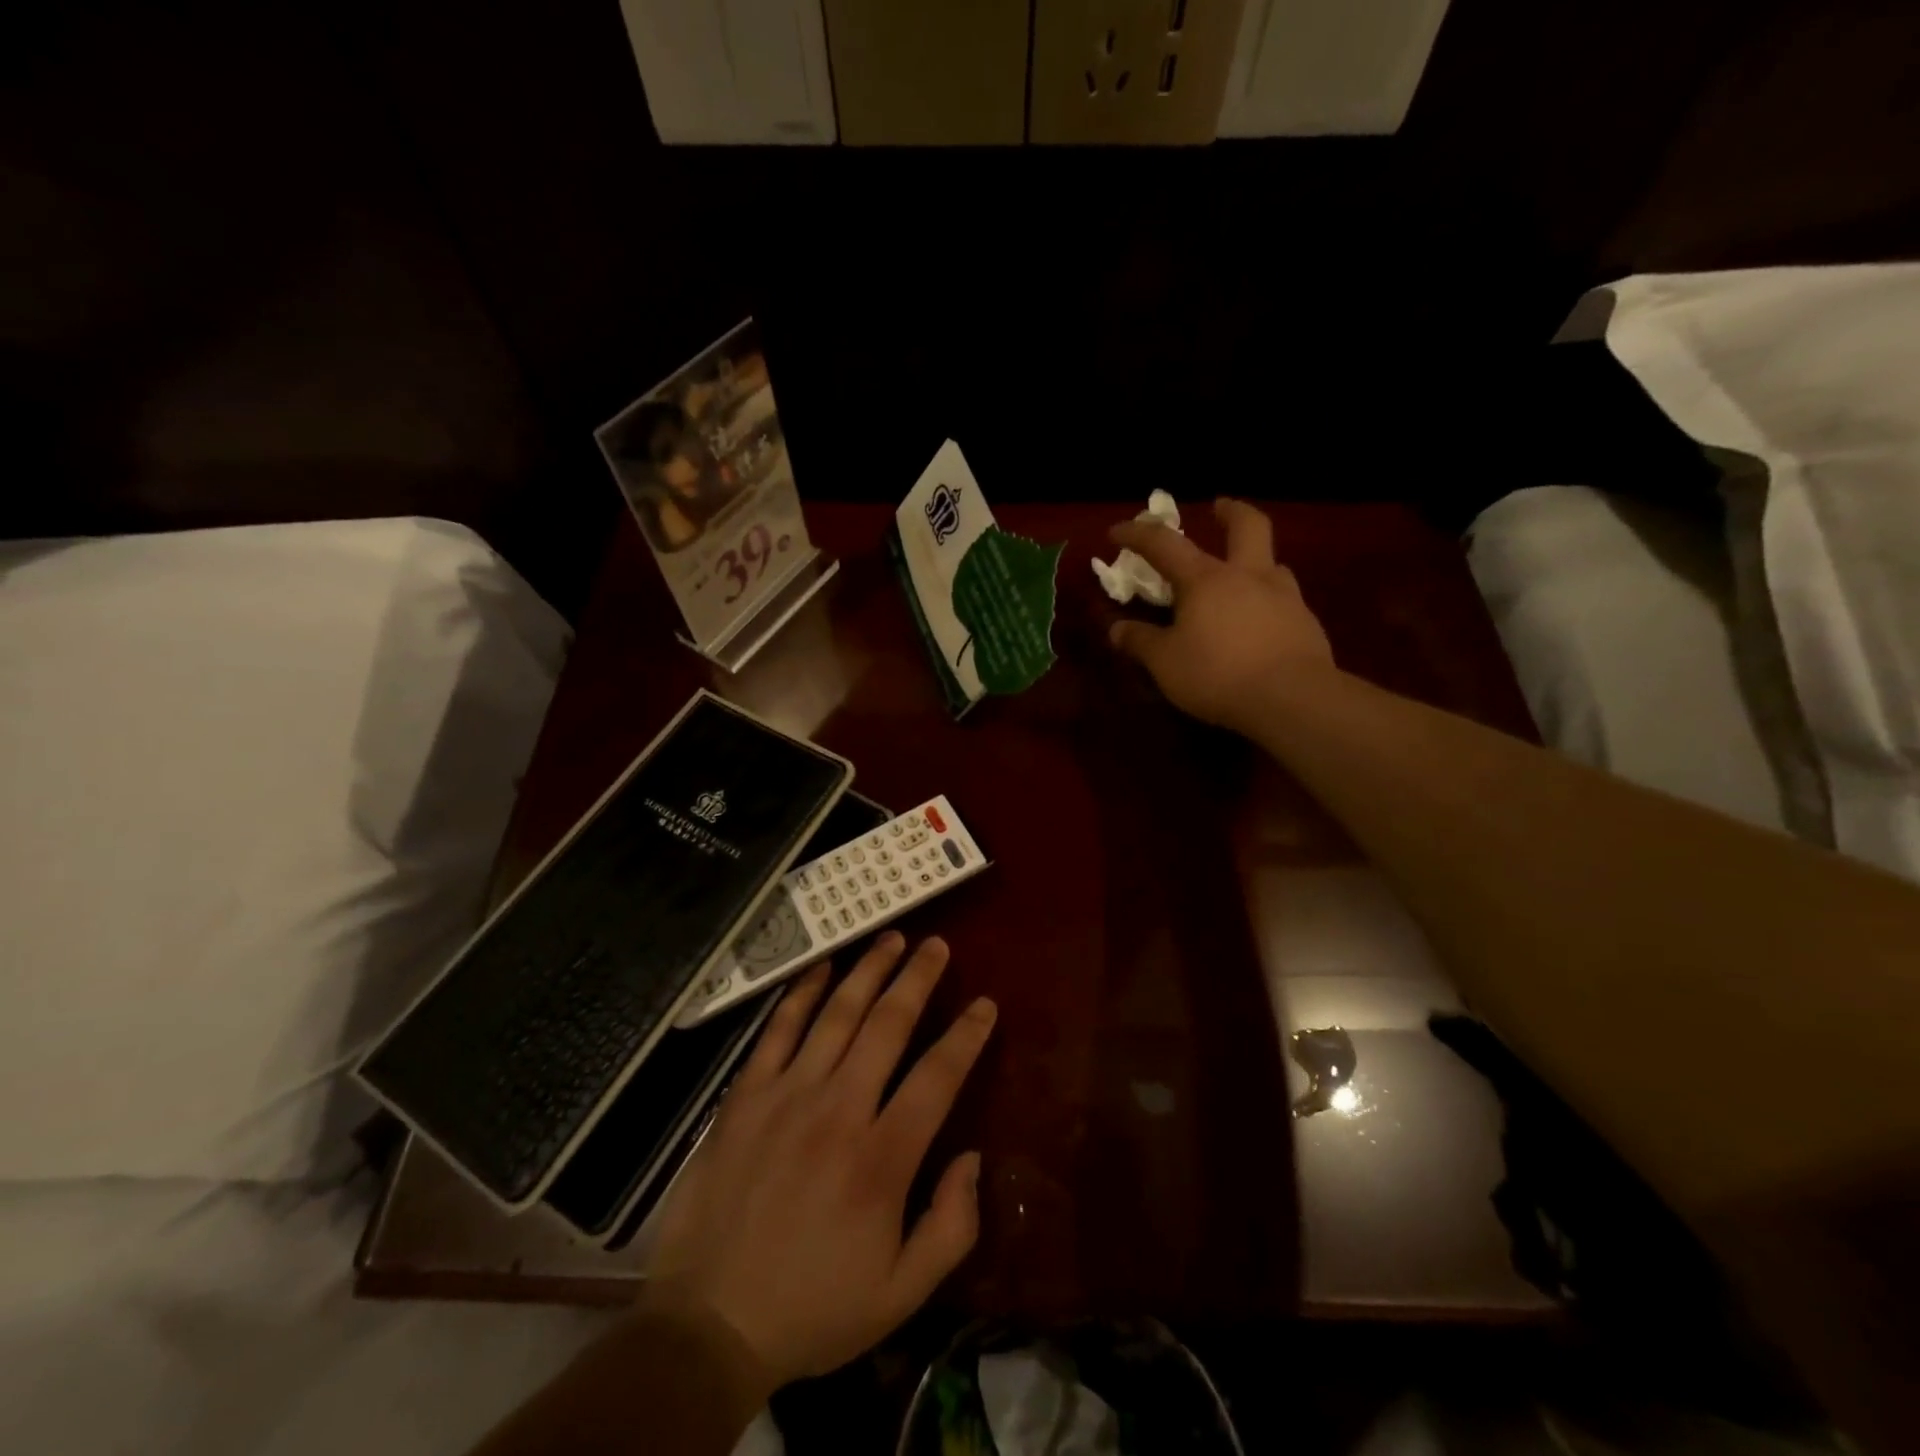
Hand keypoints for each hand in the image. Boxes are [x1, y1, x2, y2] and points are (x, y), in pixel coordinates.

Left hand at [647, 934, 995, 1390]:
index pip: (937, 1077)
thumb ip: (951, 1227)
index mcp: (881, 1159)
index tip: (984, 1003)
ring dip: (869, 971)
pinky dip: (801, 993)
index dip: (966, 1035)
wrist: (707, 1324)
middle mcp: (838, 1110)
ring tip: (892, 939)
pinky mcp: (745, 1096)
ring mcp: (787, 1096)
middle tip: (937, 945)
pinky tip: (822, 967)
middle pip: (888, 1026)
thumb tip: (972, 1157)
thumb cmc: (812, 1308)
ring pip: (837, 1014)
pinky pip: (778, 1030)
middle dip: (918, 979)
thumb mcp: (900, 1295)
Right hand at [1107, 498, 1334, 732]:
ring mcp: (1284, 597)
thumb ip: (1140, 642)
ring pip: (1272, 563)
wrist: (1292, 699)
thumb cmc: (1218, 674)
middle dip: (1231, 512)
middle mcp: (1248, 576)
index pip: (1165, 545)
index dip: (1138, 534)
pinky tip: (1261, 625)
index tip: (1117, 531)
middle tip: (1219, 507)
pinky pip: (1285, 601)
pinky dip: (1268, 603)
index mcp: (1206, 580)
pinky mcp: (1307, 624)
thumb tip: (1117, 629)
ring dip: (1255, 561)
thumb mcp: (1165, 663)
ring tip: (1242, 578)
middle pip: (1247, 526)